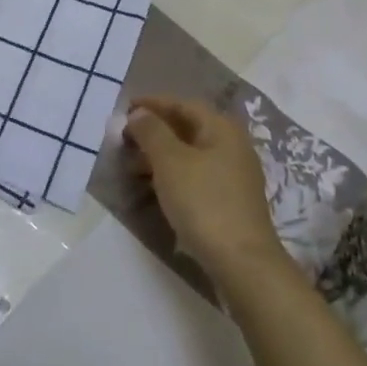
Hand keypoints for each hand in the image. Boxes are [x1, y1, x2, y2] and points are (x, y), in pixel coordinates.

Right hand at [124, 97, 286, 279]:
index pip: (183, 104)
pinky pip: (195, 175)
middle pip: (188, 128)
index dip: (153, 103)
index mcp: (222, 128)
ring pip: (190, 154)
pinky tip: (155, 187)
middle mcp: (232, 145)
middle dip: (154, 130)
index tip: (124, 108)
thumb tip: (140, 113)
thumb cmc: (204, 202)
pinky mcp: (230, 200)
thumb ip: (152, 131)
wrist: (241, 262)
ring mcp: (233, 175)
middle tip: (124, 138)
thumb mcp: (170, 161)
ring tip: (132, 165)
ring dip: (160, 155)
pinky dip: (172, 174)